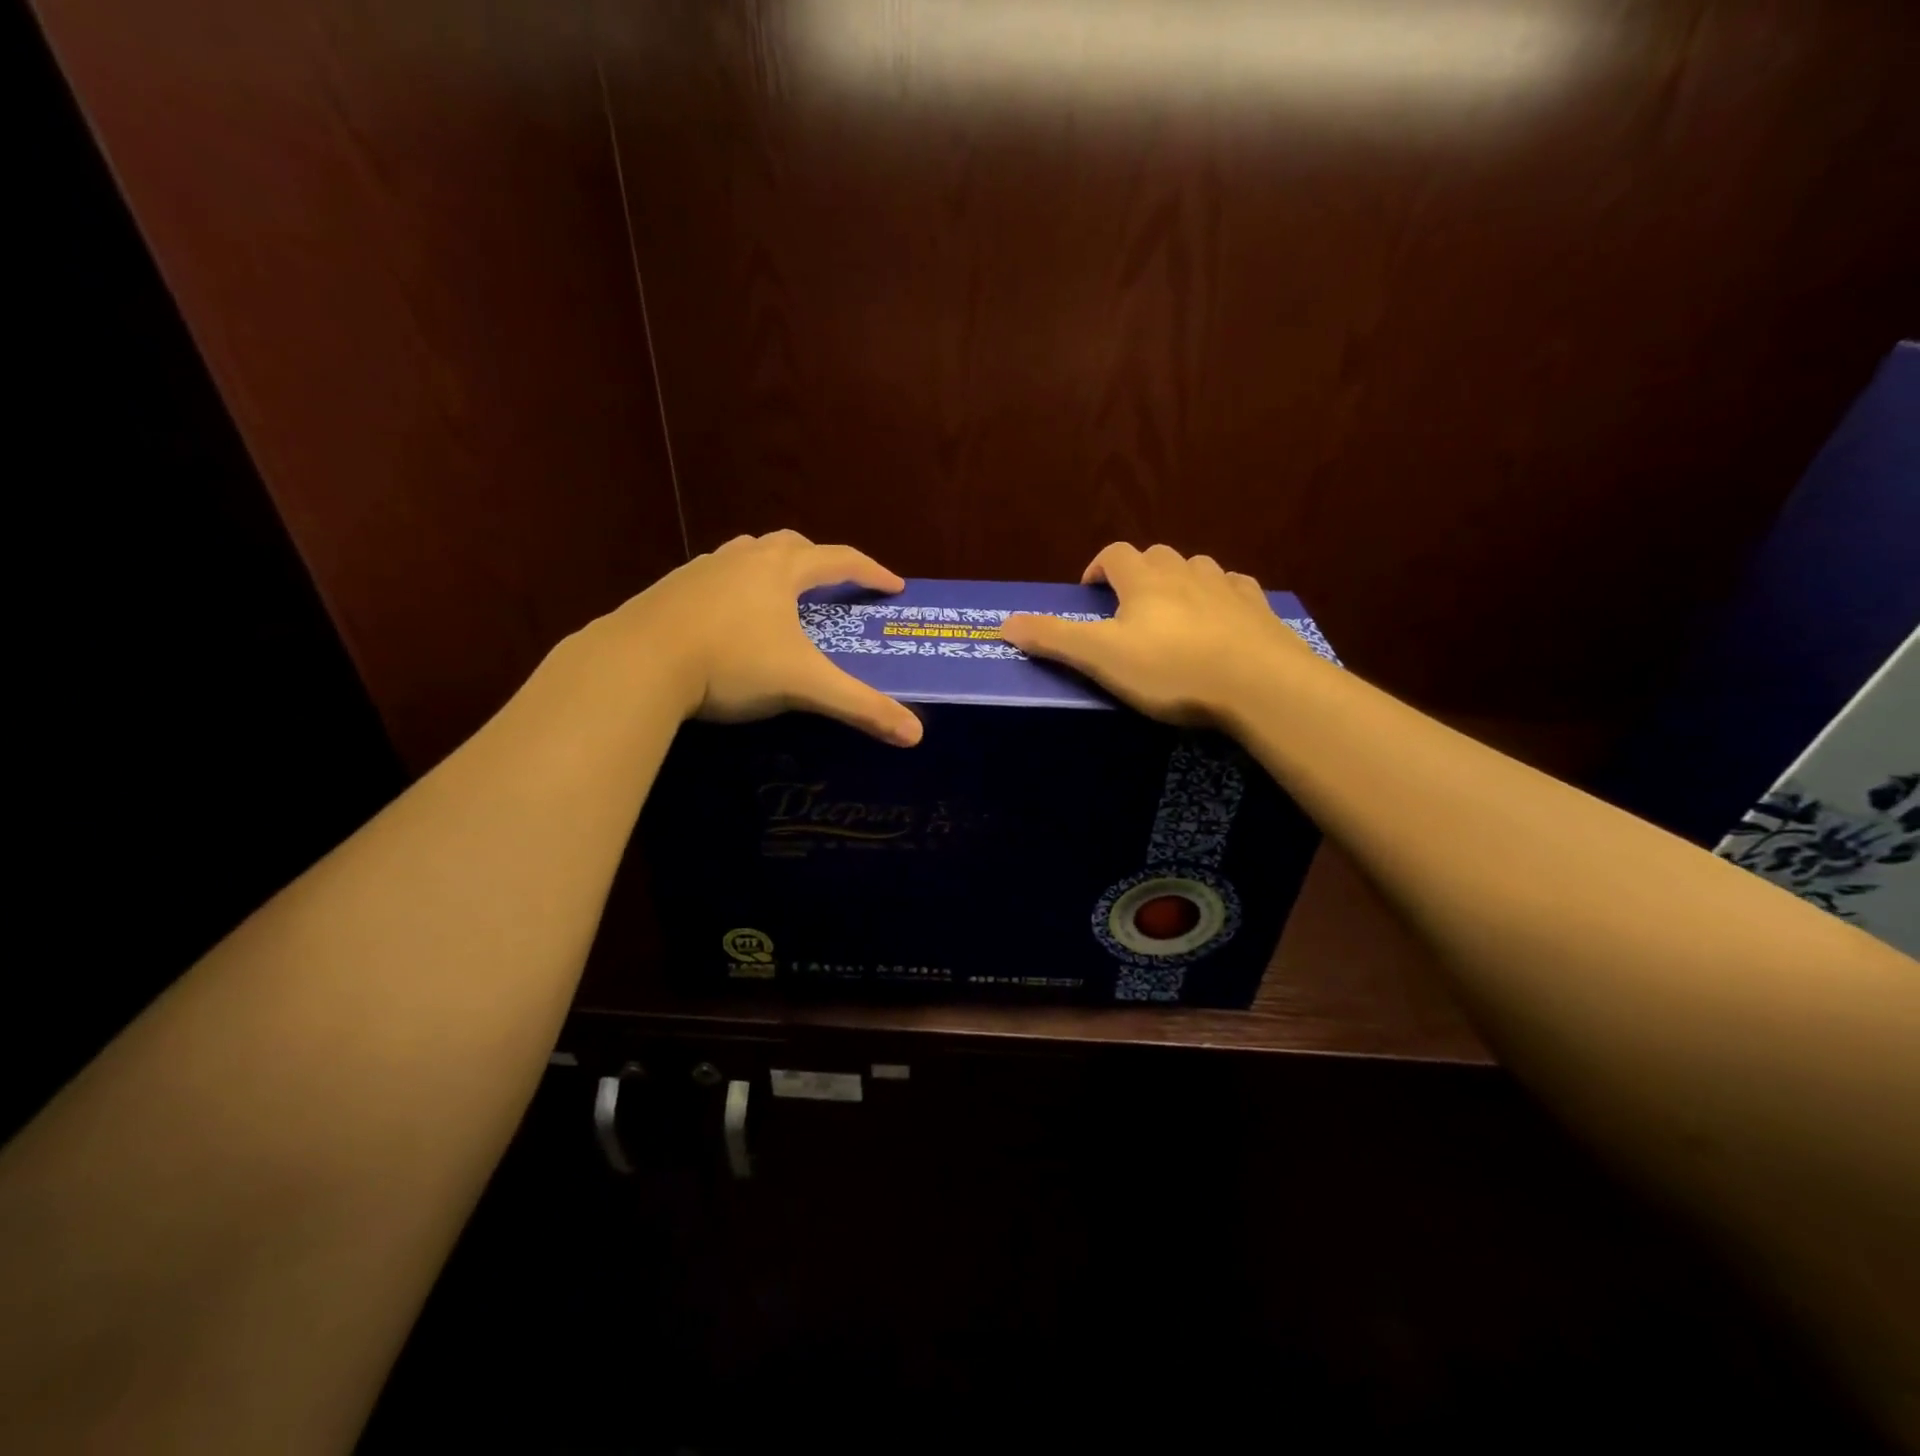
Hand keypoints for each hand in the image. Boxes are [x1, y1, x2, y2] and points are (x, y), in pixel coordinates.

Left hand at [604, 530, 923, 745]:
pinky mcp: (669, 590)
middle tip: (833, 585)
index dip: (871, 572)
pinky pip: (713, 577)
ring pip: (746, 554)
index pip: (840, 560)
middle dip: (819, 561)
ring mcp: (701, 571)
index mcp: (781, 571)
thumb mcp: (804, 686)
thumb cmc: (732, 664)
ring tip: (781, 596)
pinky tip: (728, 618)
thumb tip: (916, 735)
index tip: (893, 587)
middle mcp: (742, 560)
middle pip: (790, 545)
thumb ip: (860, 707)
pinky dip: (734, 588)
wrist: (638, 663)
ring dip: (772, 567)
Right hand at [999, 543, 1319, 725]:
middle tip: (1128, 610)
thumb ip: (1053, 638)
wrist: (1259, 684)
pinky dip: (1220, 598)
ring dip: (1179, 583)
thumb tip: (1004, 623)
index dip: (1099, 567)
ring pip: (1196, 568)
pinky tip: (1220, 624)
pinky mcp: (1258, 609)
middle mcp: (1185, 572)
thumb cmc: (1171, 669)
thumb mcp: (1101, 657)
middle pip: (1156, 556)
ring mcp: (1226, 588)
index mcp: (1144, 580)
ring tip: (1172, 617)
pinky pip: (1235, 590)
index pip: (1115, 554)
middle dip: (1138, 574)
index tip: (1090, 592)